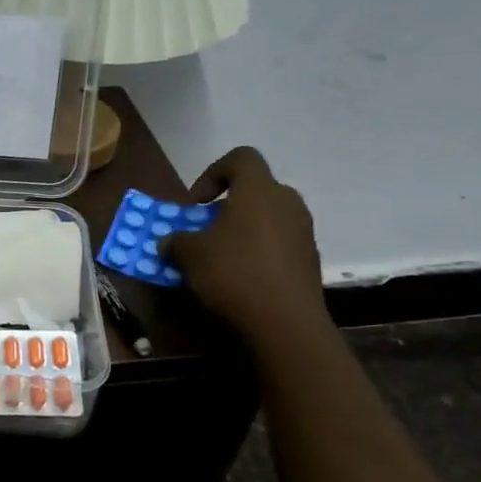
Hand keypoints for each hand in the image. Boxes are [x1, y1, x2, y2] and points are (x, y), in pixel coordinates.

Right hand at [162, 147, 328, 346]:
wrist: (285, 324)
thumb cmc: (233, 274)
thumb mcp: (189, 254)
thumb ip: (176, 240)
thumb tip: (171, 241)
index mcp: (259, 190)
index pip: (241, 157)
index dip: (213, 172)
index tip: (197, 203)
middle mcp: (287, 203)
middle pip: (255, 190)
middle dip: (226, 207)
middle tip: (205, 231)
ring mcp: (303, 233)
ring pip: (267, 219)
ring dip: (242, 231)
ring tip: (220, 259)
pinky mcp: (309, 261)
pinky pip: (278, 245)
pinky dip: (258, 253)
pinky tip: (241, 280)